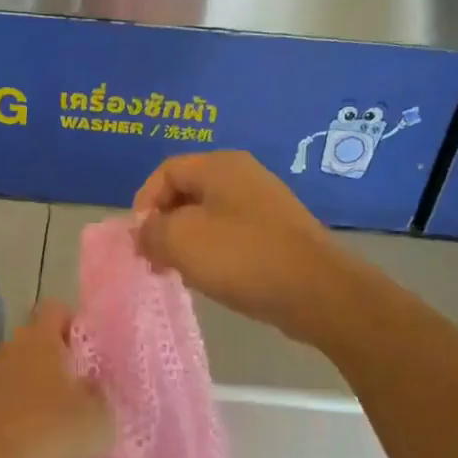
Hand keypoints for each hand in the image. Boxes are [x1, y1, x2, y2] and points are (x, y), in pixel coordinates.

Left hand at [0, 302, 113, 457]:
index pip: (55, 309)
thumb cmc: (47, 439)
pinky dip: (15, 429)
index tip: (91, 354)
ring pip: (15, 383)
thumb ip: (101, 397)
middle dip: (55, 368)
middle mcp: (4, 352)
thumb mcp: (99, 421)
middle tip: (80, 399)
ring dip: (34, 402)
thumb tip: (90, 387)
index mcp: (37, 340)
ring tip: (58, 439)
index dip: (75, 325)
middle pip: (33, 348)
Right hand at [134, 151, 356, 344]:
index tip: (140, 239)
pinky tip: (212, 278)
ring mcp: (264, 204)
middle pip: (187, 192)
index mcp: (220, 166)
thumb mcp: (181, 241)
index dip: (143, 202)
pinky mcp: (278, 232)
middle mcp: (243, 175)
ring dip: (187, 242)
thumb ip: (150, 232)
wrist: (317, 291)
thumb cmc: (242, 257)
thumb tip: (142, 233)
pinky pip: (232, 234)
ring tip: (179, 272)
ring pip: (209, 216)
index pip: (166, 171)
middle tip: (154, 258)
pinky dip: (214, 252)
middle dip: (164, 224)